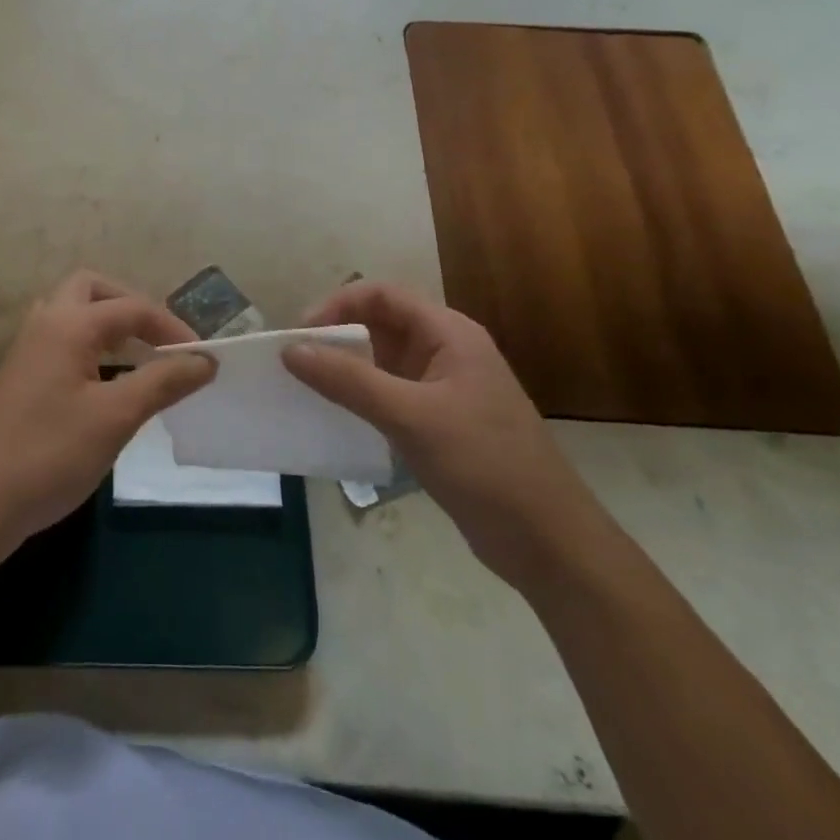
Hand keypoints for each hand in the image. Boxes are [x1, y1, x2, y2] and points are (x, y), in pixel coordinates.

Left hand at [0, 271, 213, 553]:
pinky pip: (59, 338)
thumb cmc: (49, 454)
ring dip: (105, 322)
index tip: (203, 357)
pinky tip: (102, 379)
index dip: (172, 328)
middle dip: (130, 305)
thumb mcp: (115, 418)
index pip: (132, 308)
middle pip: (91, 289)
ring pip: (70, 312)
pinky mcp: (18, 376)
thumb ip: (162, 382)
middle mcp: (44, 324)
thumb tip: (205, 360)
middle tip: (158, 339)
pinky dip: (88, 343)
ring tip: (135, 353)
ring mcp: (25, 350)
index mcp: (68, 324)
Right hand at [282, 282, 605, 589]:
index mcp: (449, 334)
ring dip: (345, 367)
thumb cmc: (485, 465)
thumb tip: (290, 350)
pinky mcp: (440, 422)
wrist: (549, 543)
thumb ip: (349, 380)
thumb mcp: (411, 417)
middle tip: (296, 362)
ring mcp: (444, 388)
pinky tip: (336, 416)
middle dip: (336, 336)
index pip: (381, 295)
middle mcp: (446, 351)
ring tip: (306, 387)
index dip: (337, 305)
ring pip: (382, 360)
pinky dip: (360, 397)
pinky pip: (389, 393)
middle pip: (379, 324)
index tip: (300, 335)